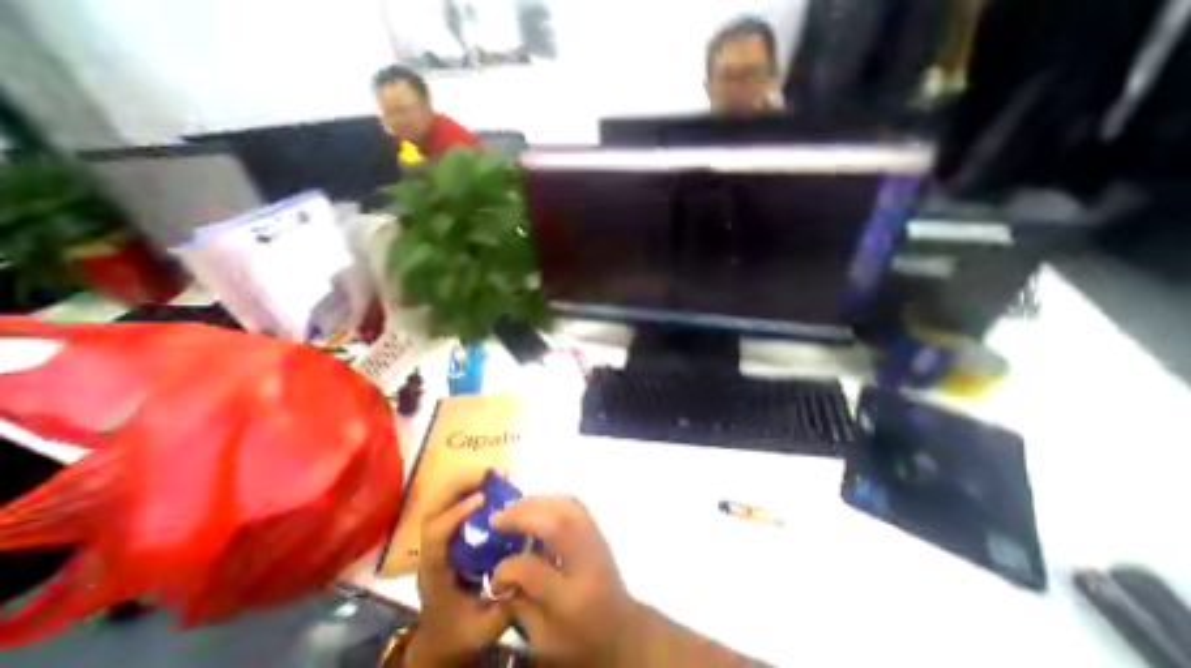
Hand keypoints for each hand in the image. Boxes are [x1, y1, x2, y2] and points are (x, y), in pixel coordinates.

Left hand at [403, 473, 508, 664]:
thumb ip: (503, 603)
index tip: (482, 499)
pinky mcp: (449, 537)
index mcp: (435, 574)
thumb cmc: (460, 633)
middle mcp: (432, 552)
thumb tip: (525, 568)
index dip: (455, 515)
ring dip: (463, 484)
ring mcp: (438, 543)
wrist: (441, 640)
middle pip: (433, 511)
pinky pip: (452, 506)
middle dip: (458, 487)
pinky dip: (468, 490)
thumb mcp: (483, 628)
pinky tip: (490, 485)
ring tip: (490, 472)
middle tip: (487, 473)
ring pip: (440, 504)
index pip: (435, 538)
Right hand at [491, 496, 648, 661]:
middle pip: (556, 524)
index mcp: (572, 596)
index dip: (509, 566)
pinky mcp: (597, 528)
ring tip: (513, 507)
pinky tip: (537, 505)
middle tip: (497, 517)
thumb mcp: (545, 639)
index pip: (535, 571)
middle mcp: (586, 559)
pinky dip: (552, 499)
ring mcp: (595, 539)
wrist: (622, 626)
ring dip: (536, 502)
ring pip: (565, 506)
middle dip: (522, 515)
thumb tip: (499, 575)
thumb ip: (519, 607)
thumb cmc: (581, 638)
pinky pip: (574, 503)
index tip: (494, 568)